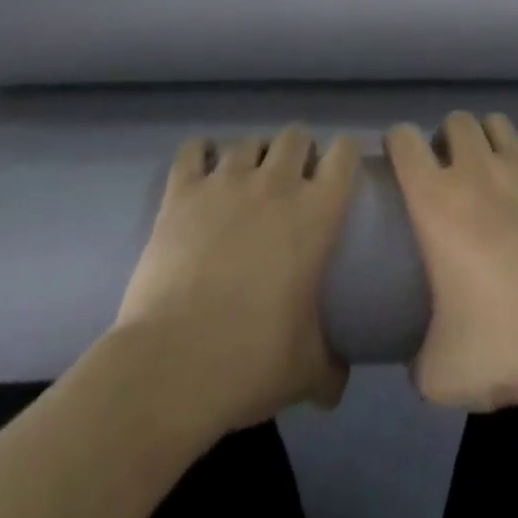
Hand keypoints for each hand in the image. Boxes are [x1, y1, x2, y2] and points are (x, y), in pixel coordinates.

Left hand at [115, 126, 359, 433]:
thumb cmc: (251, 362)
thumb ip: (331, 369)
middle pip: (295, 135)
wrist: (172, 366)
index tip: (341, 171)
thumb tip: (339, 382)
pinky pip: (193, 150)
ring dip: (253, 155)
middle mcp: (276, 183)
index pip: (344, 154)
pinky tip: (201, 170)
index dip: (345, 154)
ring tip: (247, 180)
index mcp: (316, 212)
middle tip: (293, 181)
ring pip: (248, 141)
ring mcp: (226, 182)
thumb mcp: (306, 372)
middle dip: (298, 151)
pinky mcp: (182, 192)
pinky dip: (200, 154)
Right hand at [387, 112, 517, 411]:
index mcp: (435, 200)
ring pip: (496, 122)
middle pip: (455, 120)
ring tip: (493, 169)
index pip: (403, 139)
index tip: (400, 161)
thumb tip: (418, 361)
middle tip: (452, 173)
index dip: (398, 143)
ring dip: (489, 138)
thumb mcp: (442, 374)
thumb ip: (420, 362)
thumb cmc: (505, 341)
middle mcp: (476, 168)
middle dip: (449, 139)